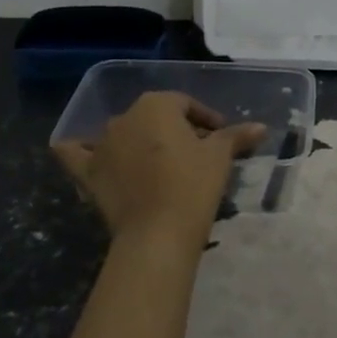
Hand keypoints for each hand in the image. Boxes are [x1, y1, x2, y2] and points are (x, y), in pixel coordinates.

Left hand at [52, 92, 266, 252]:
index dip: (205, 119)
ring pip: (122, 133)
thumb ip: (236, 137)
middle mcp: (125, 117)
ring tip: (160, 165)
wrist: (158, 233)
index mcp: (157, 105)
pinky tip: (86, 152)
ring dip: (139, 142)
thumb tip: (260, 127)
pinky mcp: (87, 173)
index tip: (221, 138)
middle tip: (197, 154)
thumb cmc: (193, 185)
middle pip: (155, 117)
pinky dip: (80, 150)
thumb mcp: (220, 158)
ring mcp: (102, 144)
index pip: (185, 104)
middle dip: (175, 131)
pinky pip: (76, 154)